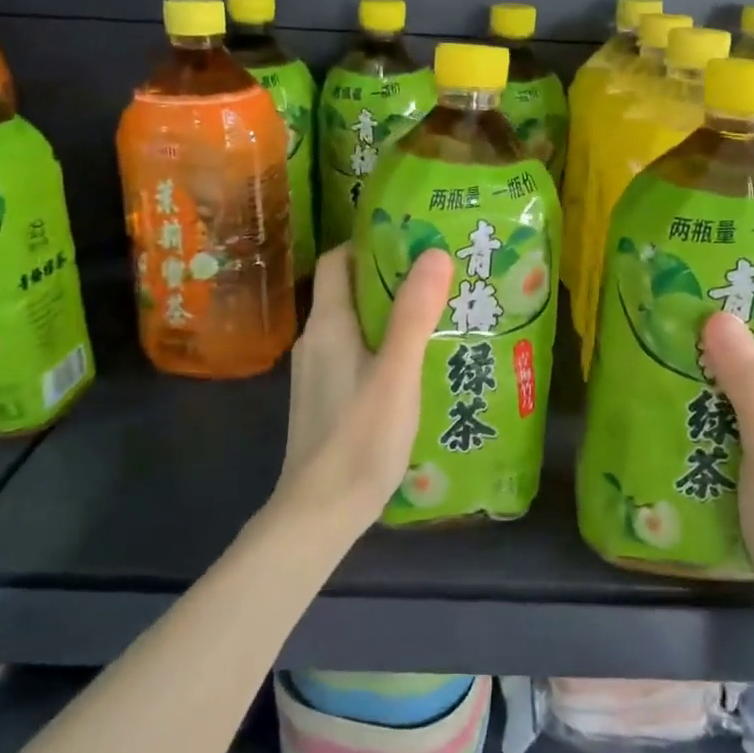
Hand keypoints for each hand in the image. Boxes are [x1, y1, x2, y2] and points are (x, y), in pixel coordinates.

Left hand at [275, 244, 455, 532]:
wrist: (319, 512)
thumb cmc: (360, 437)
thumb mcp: (397, 372)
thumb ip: (414, 314)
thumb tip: (434, 253)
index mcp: (328, 324)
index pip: (340, 260)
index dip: (372, 243)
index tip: (414, 240)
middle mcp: (315, 340)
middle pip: (349, 290)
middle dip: (390, 278)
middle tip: (438, 278)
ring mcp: (316, 372)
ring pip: (353, 324)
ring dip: (388, 314)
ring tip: (434, 317)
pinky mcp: (323, 399)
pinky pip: (353, 354)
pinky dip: (380, 345)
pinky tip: (412, 366)